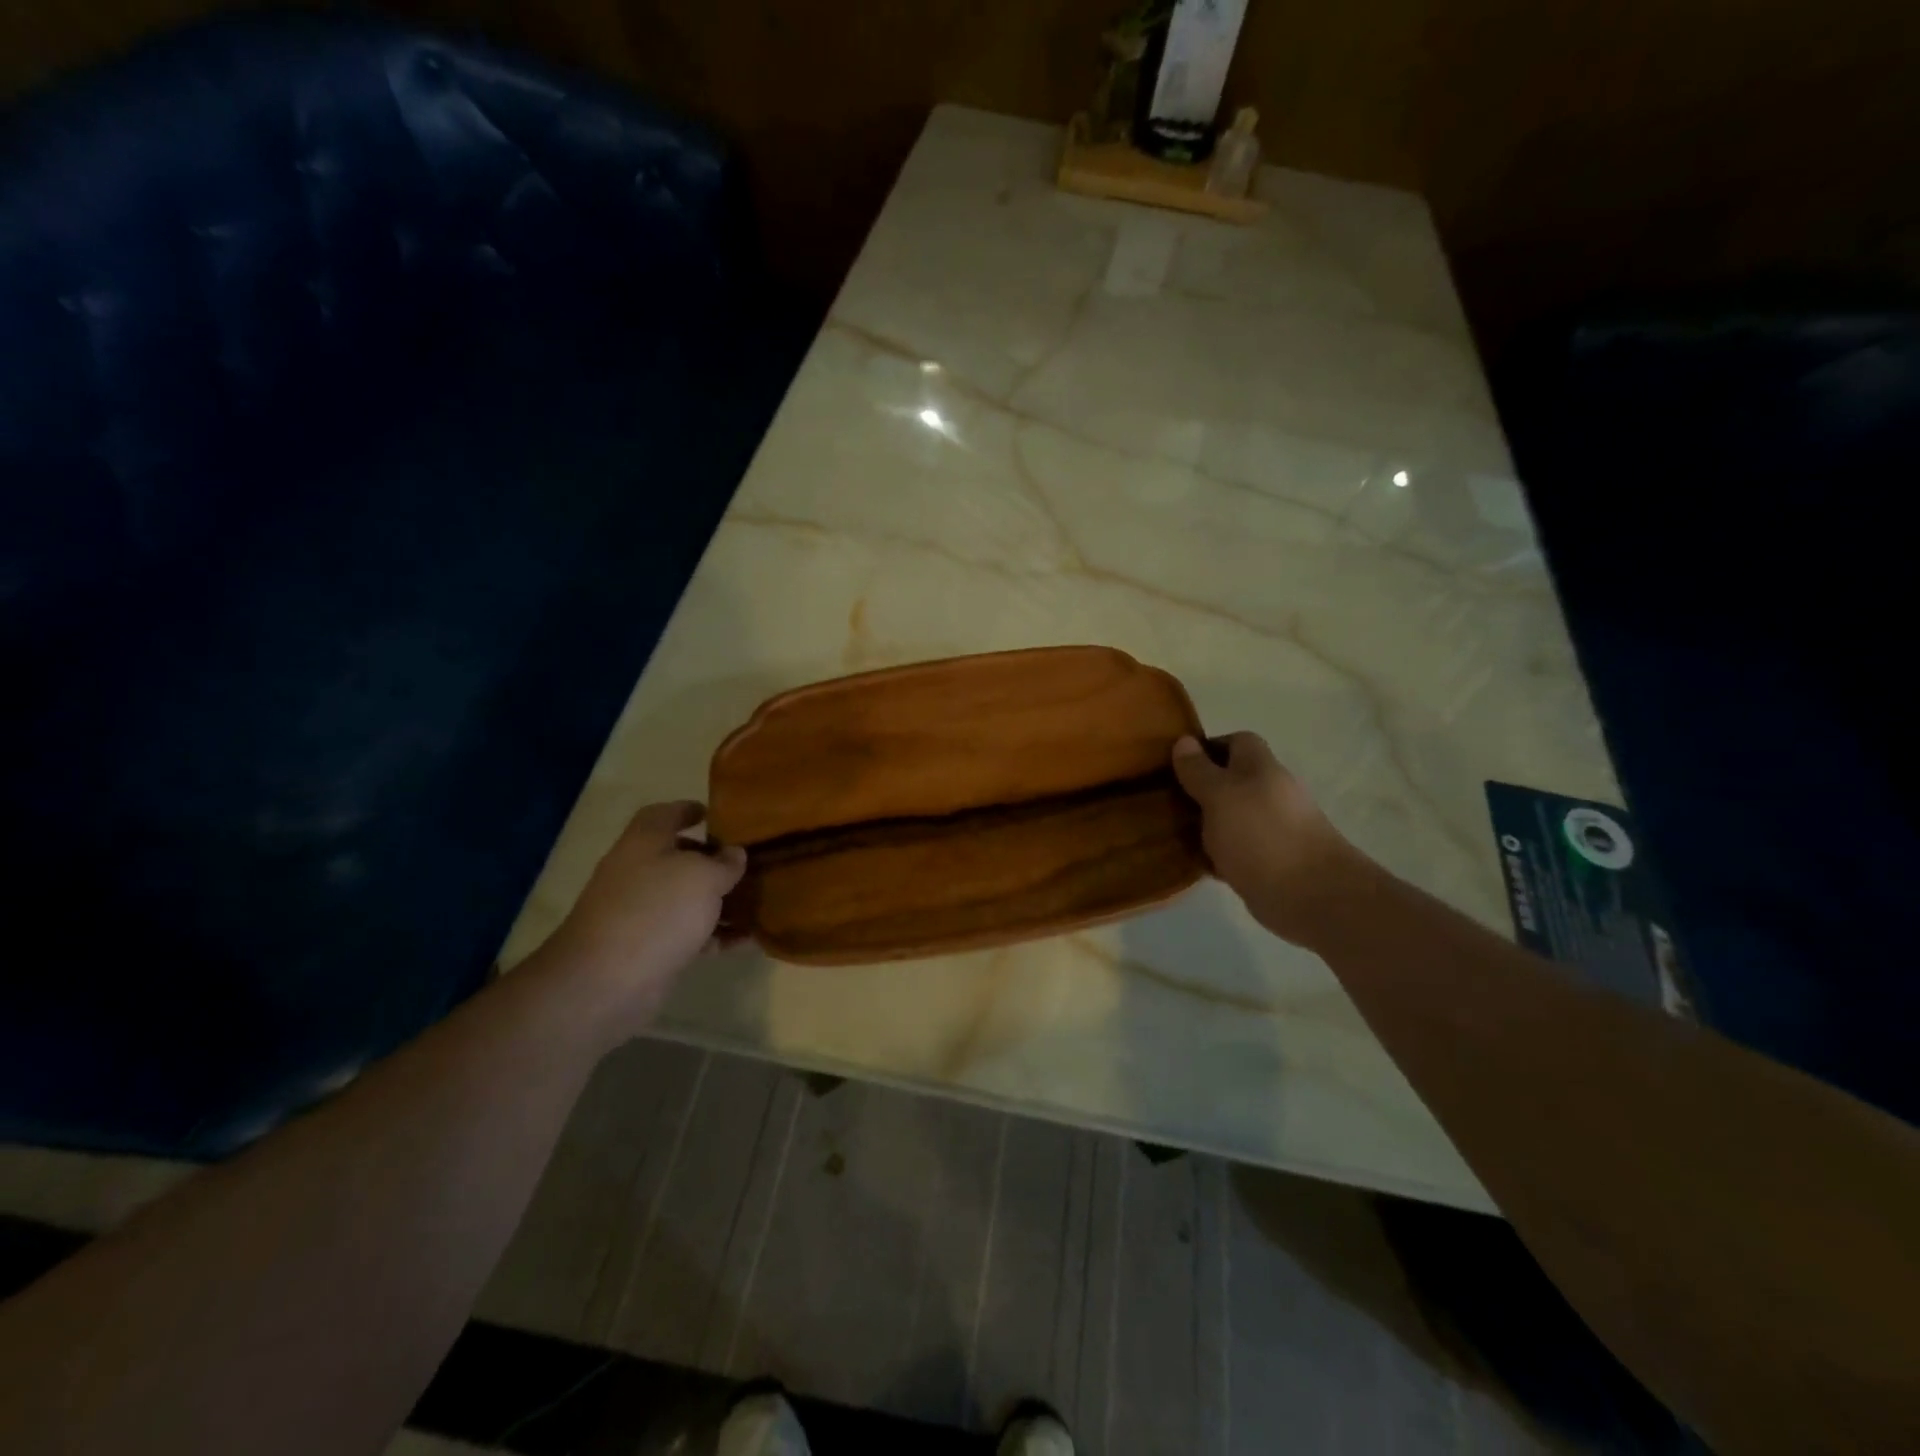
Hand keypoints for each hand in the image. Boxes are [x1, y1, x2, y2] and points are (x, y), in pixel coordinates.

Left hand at [534, 801, 746, 1037]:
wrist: (606, 982)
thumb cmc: (657, 911)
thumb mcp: (703, 877)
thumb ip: (725, 863)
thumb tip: (734, 854)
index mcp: (644, 842)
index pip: (664, 814)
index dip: (688, 810)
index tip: (715, 814)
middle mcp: (638, 873)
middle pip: (677, 858)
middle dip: (711, 860)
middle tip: (747, 862)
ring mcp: (641, 913)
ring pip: (687, 899)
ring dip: (720, 901)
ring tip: (758, 901)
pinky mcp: (650, 949)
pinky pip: (691, 935)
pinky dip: (717, 936)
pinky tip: (749, 940)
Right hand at [1171, 733, 1370, 947]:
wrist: (1309, 895)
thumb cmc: (1261, 834)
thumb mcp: (1220, 795)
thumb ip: (1199, 770)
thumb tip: (1184, 741)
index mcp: (1261, 768)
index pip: (1235, 742)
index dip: (1206, 749)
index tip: (1176, 765)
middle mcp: (1268, 793)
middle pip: (1230, 781)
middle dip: (1198, 789)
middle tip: (1164, 800)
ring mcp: (1269, 829)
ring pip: (1229, 817)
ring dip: (1203, 823)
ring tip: (1169, 831)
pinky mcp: (1266, 862)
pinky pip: (1233, 849)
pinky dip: (1214, 854)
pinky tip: (1191, 861)